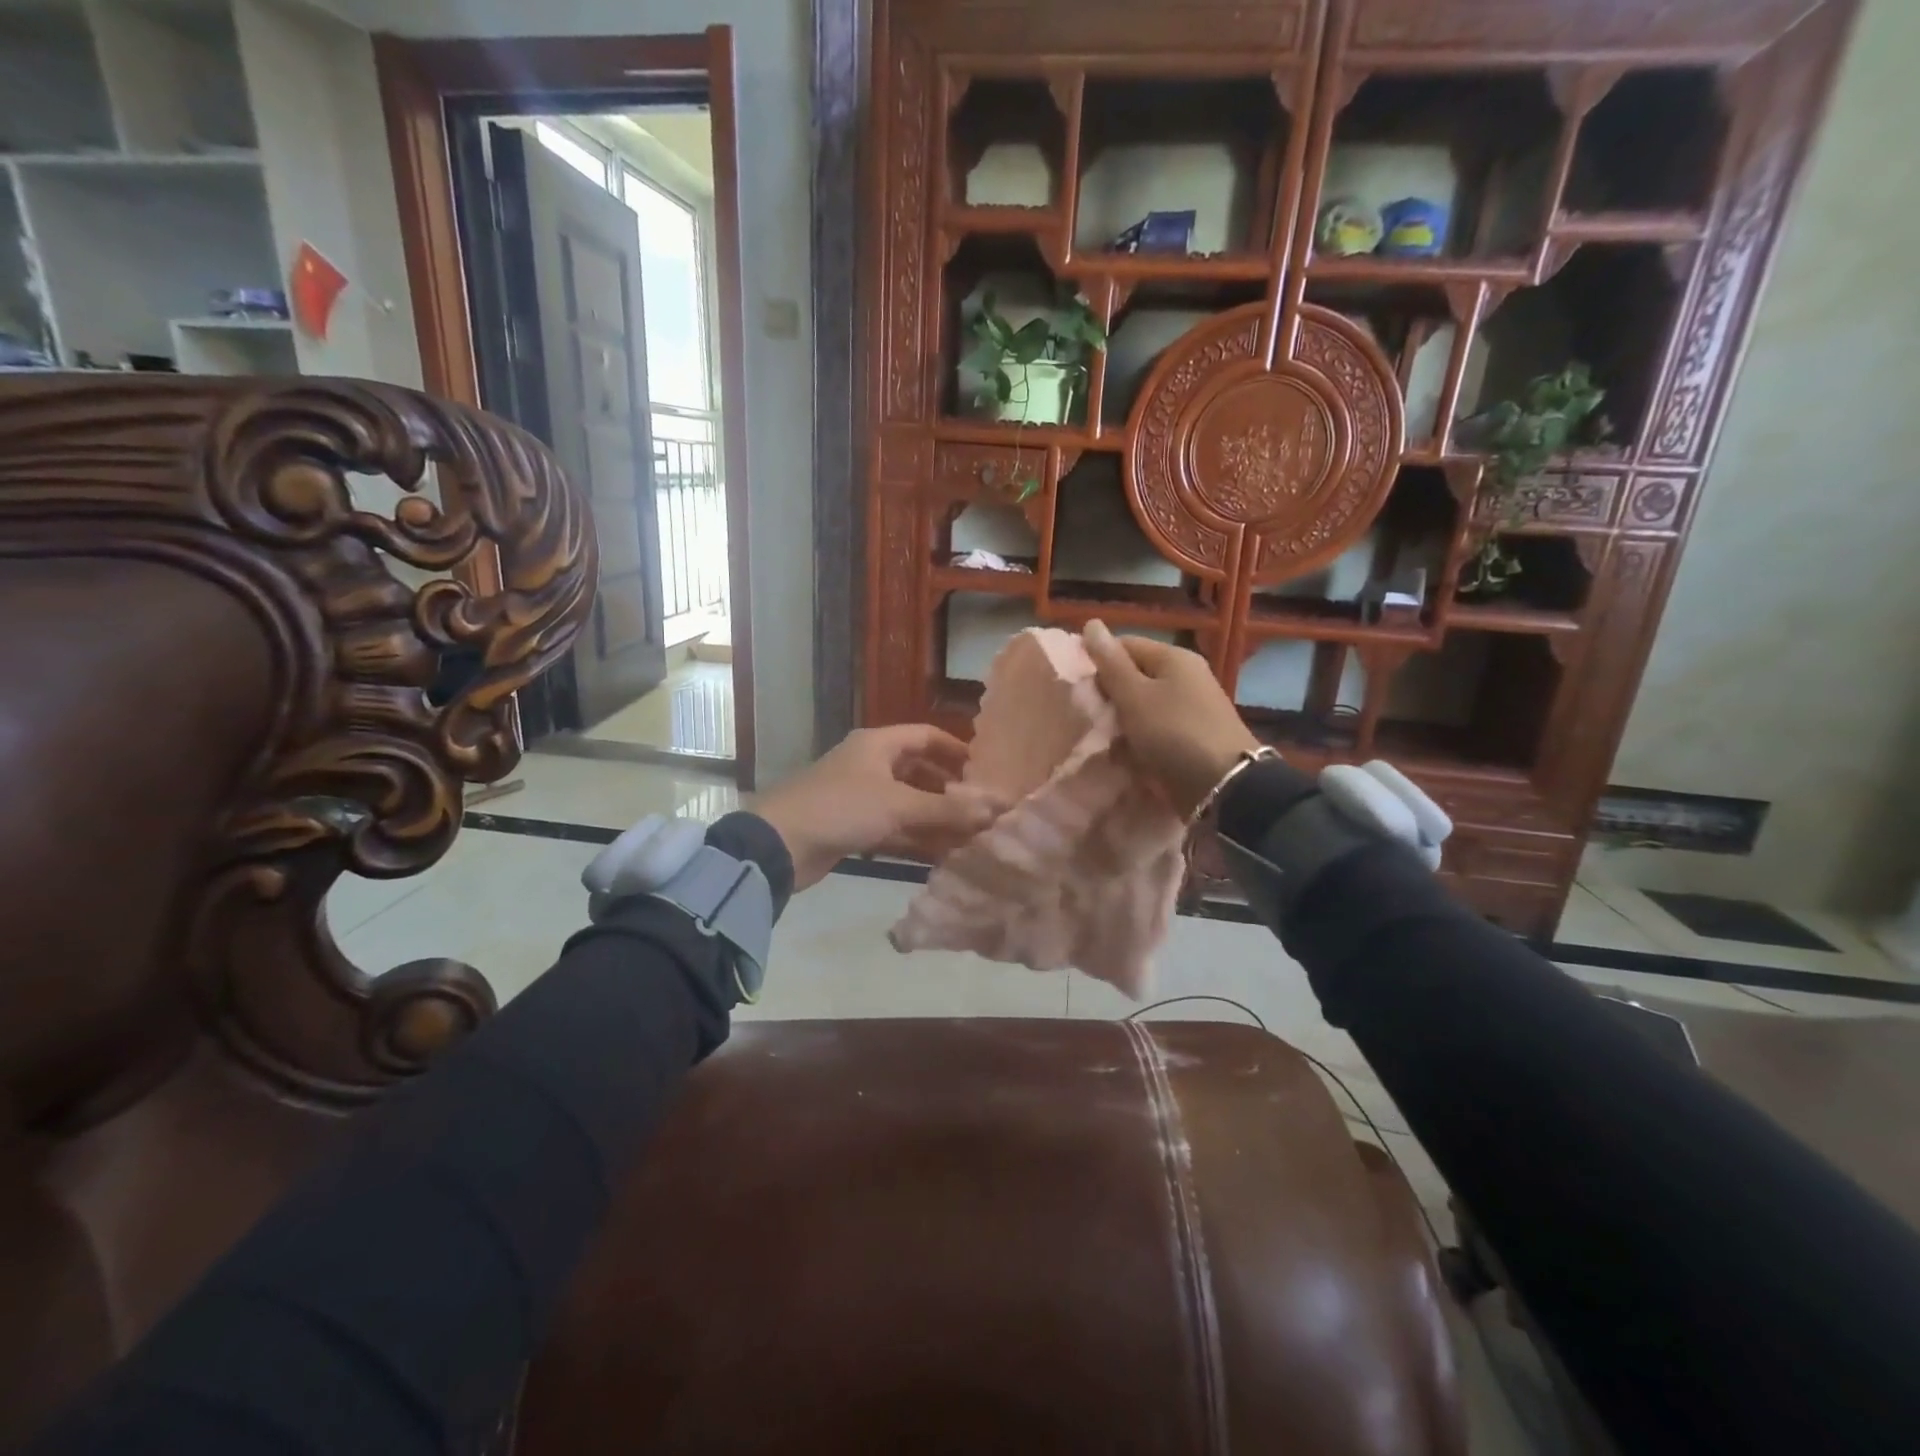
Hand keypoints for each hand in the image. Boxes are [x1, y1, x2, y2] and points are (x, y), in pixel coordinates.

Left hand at [752, 725, 1001, 890]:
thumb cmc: (842, 808)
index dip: (955, 750)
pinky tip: (941, 855)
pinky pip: (892, 828)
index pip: (926, 736)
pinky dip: (915, 839)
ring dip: (935, 819)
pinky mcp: (851, 827)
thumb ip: (946, 808)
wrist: (780, 844)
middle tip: (980, 808)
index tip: (983, 771)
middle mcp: (870, 765)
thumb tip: (993, 808)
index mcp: (878, 744)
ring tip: (970, 836)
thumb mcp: (898, 804)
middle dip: (949, 790)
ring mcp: (859, 797)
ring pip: (907, 804)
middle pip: (918, 771)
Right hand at [1083, 619, 1260, 816]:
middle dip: (1109, 697)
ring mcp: (1191, 709)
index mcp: (1173, 658)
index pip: (1125, 645)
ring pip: (1142, 708)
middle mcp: (1185, 677)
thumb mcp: (1135, 696)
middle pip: (1134, 677)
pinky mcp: (1191, 738)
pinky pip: (1155, 732)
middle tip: (1089, 718)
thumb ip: (1111, 663)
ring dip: (1121, 724)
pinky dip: (1139, 743)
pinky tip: (1124, 758)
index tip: (1079, 689)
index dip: (1098, 663)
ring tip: (1102, 741)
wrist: (1223, 786)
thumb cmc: (1173, 733)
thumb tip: (1091, 623)